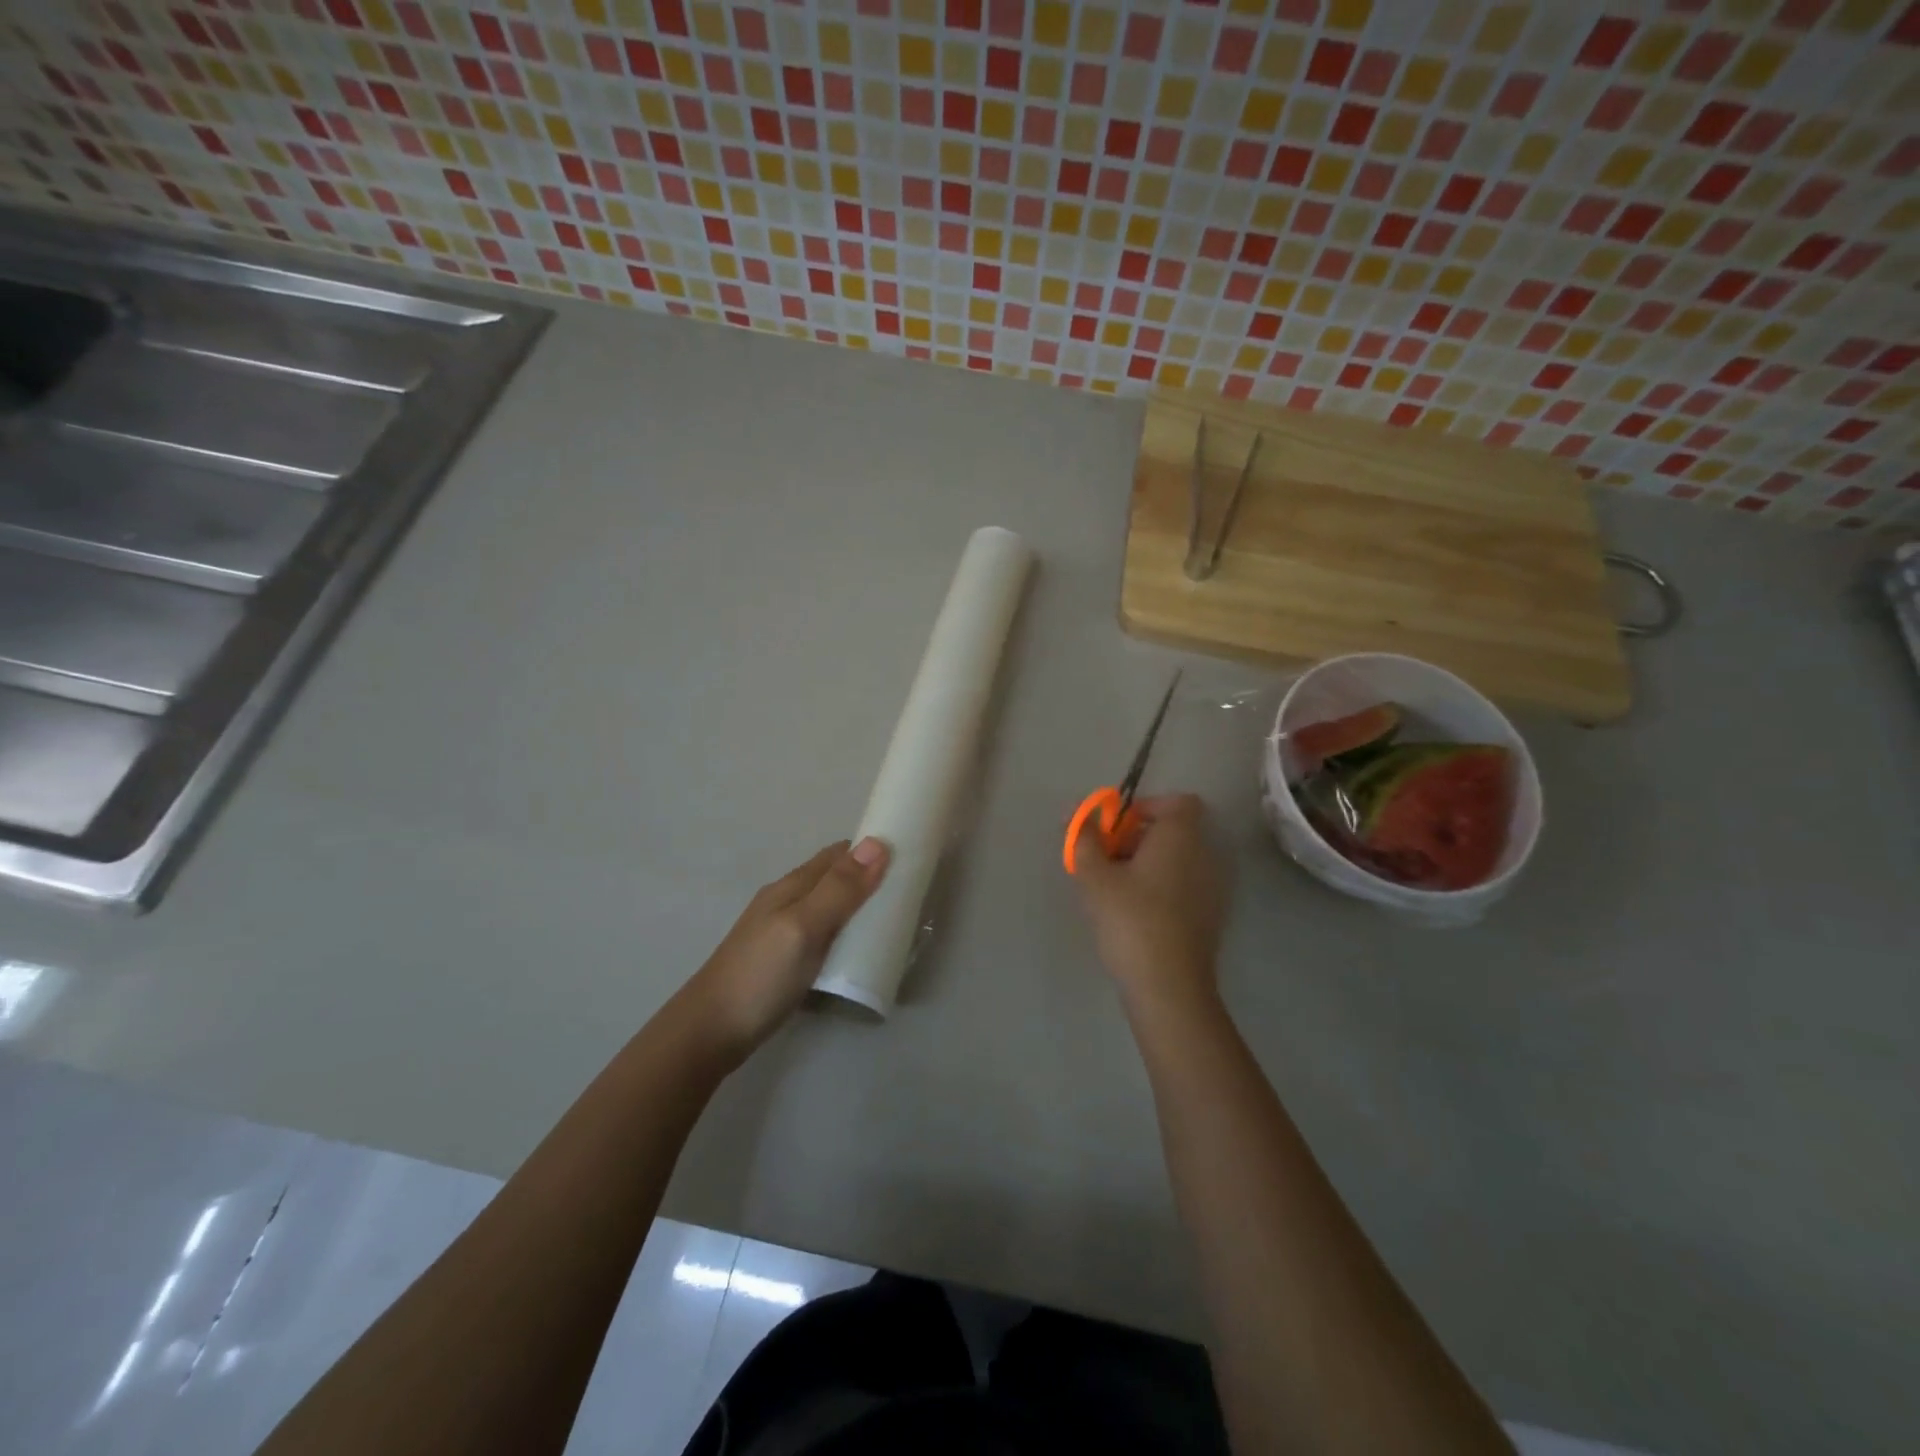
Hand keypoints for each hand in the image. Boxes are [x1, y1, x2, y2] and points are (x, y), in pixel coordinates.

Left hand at [680, 837, 889, 1062]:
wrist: (710, 1032)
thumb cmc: (760, 975)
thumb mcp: (804, 927)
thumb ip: (839, 889)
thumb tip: (878, 843)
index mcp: (792, 886)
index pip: (838, 855)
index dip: (870, 850)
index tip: (910, 857)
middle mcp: (787, 901)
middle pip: (834, 879)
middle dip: (869, 879)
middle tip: (910, 895)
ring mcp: (783, 932)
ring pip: (830, 908)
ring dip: (858, 908)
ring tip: (894, 923)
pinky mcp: (784, 960)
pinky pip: (824, 934)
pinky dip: (846, 934)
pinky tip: (859, 951)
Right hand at [1075, 794, 1229, 1017]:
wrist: (1168, 987)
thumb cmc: (1130, 920)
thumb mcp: (1095, 877)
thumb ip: (1085, 839)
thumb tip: (1077, 814)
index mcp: (1181, 838)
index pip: (1178, 802)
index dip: (1147, 806)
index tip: (1116, 826)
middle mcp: (1204, 856)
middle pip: (1174, 831)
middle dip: (1137, 837)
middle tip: (1104, 858)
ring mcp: (1212, 888)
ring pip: (1177, 860)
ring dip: (1146, 863)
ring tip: (1112, 887)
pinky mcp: (1209, 917)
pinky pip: (1183, 885)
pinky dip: (1160, 887)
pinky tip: (1133, 912)